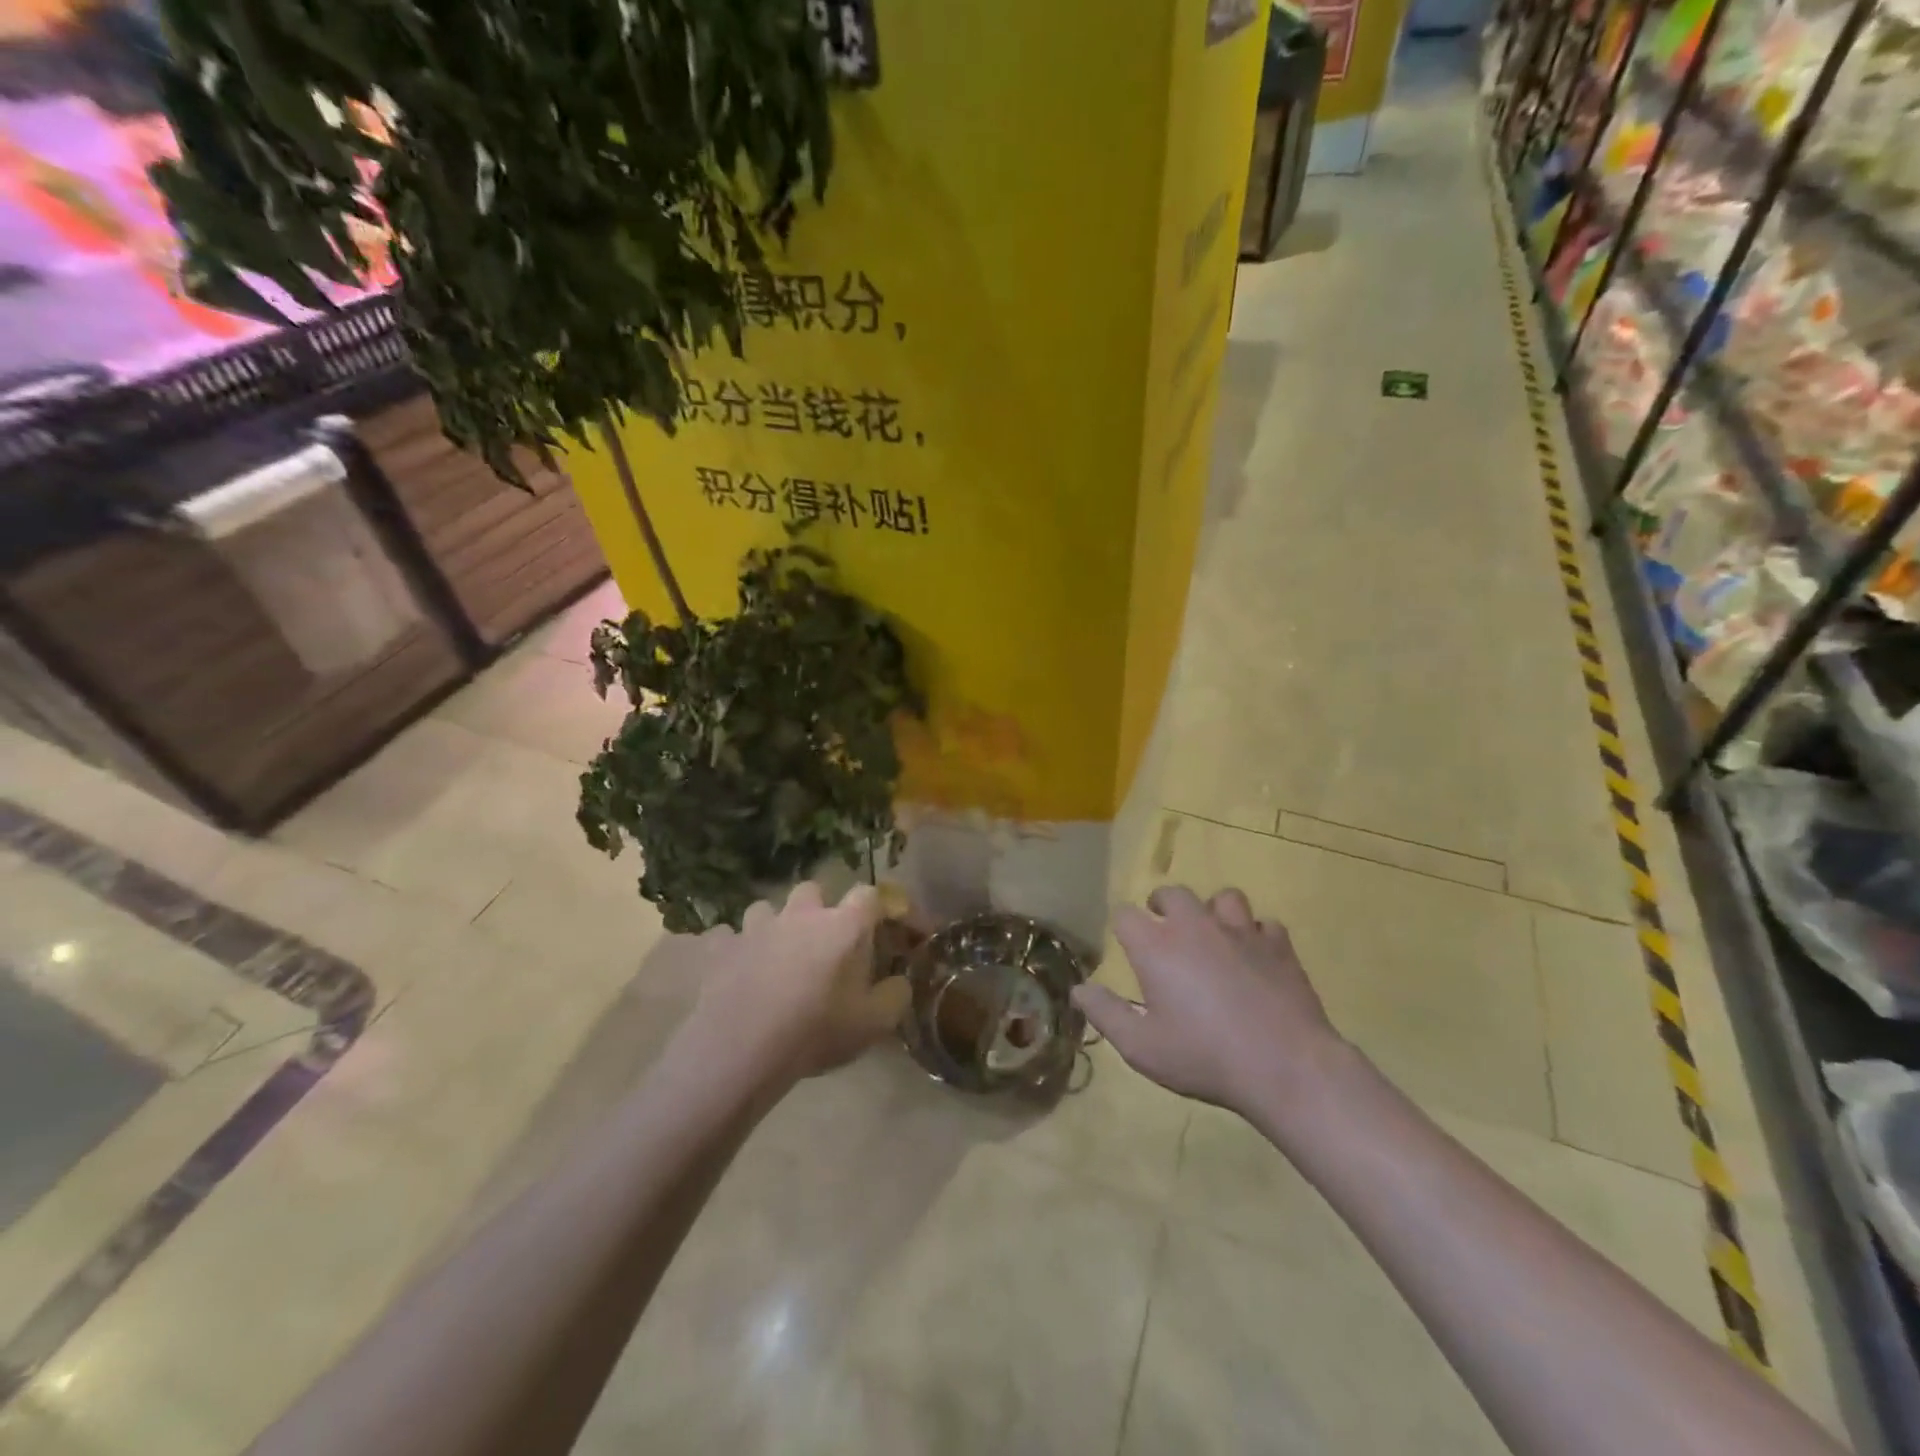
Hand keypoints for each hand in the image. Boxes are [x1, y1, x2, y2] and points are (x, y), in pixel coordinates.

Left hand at [683, 882, 910, 1094]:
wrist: (741, 1048)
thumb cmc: (815, 1032)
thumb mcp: (874, 1024)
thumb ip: (895, 996)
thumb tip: (900, 982)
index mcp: (842, 926)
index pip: (869, 895)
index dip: (879, 906)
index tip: (886, 925)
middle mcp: (799, 915)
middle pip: (812, 890)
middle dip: (817, 908)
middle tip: (821, 942)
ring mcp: (754, 928)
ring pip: (764, 909)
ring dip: (771, 927)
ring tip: (772, 957)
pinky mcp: (718, 947)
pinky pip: (723, 938)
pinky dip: (730, 949)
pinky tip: (732, 970)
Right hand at [1071, 885, 1348, 1120]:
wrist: (1285, 1067)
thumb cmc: (1204, 1057)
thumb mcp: (1142, 1047)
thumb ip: (1106, 1014)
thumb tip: (1078, 990)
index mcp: (1157, 946)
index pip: (1125, 914)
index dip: (1122, 927)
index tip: (1126, 946)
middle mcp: (1195, 926)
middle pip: (1173, 893)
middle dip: (1163, 905)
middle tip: (1163, 930)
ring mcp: (1241, 931)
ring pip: (1224, 898)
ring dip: (1214, 912)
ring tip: (1213, 936)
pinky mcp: (1279, 946)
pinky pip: (1265, 925)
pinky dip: (1257, 936)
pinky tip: (1256, 958)